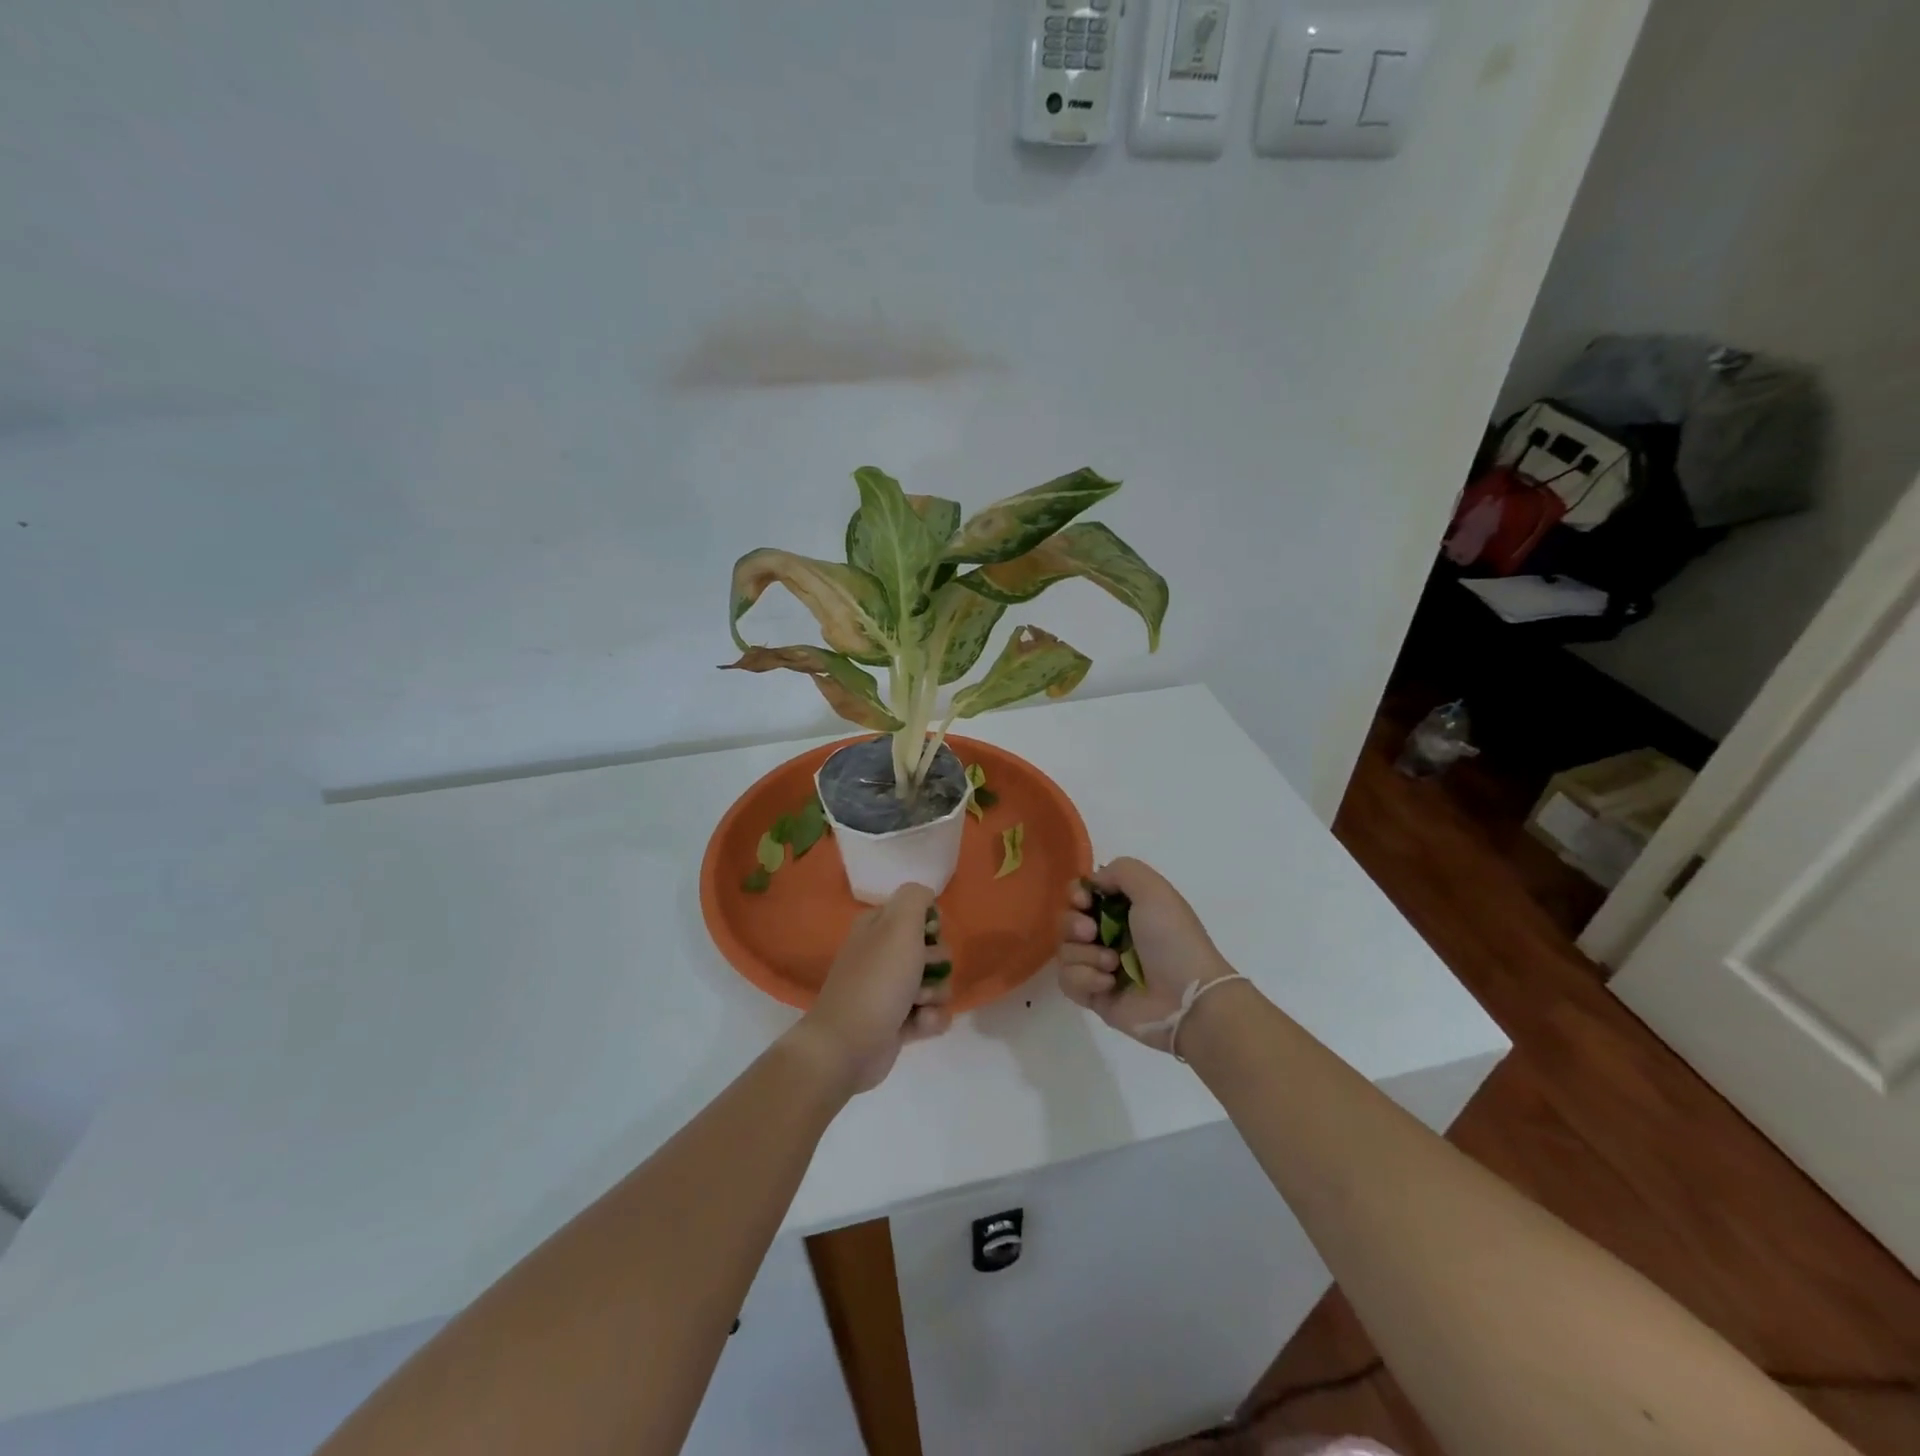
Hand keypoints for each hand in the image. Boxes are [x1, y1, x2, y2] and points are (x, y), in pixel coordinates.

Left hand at [793, 883, 954, 1093]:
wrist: (847, 1047)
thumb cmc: (876, 981)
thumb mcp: (898, 925)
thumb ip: (916, 898)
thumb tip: (927, 895)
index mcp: (877, 927)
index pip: (918, 913)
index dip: (931, 926)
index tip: (929, 936)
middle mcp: (883, 955)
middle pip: (934, 950)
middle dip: (937, 964)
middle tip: (921, 973)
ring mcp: (890, 991)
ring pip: (937, 984)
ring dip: (936, 995)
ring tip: (919, 1005)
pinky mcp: (898, 1023)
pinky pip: (932, 1014)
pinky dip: (931, 1020)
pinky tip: (919, 1025)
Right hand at [1055, 858, 1235, 1052]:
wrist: (1187, 999)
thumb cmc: (1172, 940)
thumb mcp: (1154, 889)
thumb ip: (1121, 870)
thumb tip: (1093, 884)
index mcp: (1127, 910)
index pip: (1084, 895)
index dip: (1077, 894)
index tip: (1084, 900)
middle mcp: (1112, 936)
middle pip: (1068, 922)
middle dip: (1074, 924)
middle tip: (1091, 932)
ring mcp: (1101, 967)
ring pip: (1064, 951)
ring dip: (1085, 955)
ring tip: (1112, 964)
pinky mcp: (1095, 996)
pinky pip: (1068, 981)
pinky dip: (1084, 979)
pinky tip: (1108, 984)